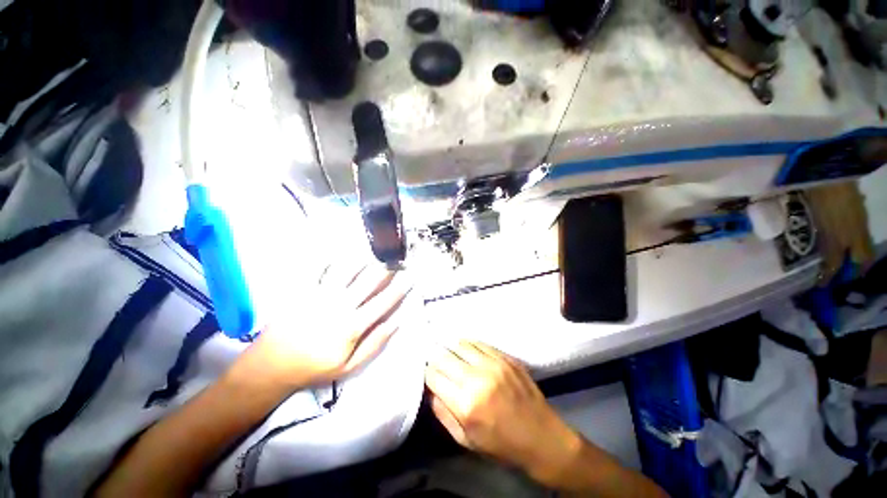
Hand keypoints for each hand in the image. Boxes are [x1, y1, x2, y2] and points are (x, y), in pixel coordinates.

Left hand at [230, 261, 411, 393]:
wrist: (271, 366)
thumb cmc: (314, 367)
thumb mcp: (349, 367)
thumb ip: (374, 344)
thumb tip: (395, 323)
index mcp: (353, 325)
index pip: (383, 302)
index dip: (399, 288)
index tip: (409, 277)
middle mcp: (340, 306)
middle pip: (368, 281)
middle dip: (384, 268)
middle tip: (394, 260)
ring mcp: (320, 296)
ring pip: (346, 271)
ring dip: (361, 260)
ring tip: (371, 254)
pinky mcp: (303, 291)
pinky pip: (318, 270)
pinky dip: (328, 259)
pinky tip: (337, 252)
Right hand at [425, 341, 582, 484]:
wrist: (542, 437)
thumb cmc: (501, 445)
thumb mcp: (465, 439)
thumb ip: (442, 412)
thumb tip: (430, 388)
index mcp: (465, 404)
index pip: (433, 376)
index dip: (426, 374)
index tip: (427, 375)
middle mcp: (477, 378)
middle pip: (444, 356)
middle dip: (434, 358)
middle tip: (434, 362)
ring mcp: (493, 364)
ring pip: (460, 344)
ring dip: (450, 349)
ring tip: (448, 353)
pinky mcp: (505, 357)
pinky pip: (478, 342)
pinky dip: (467, 345)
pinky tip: (465, 350)